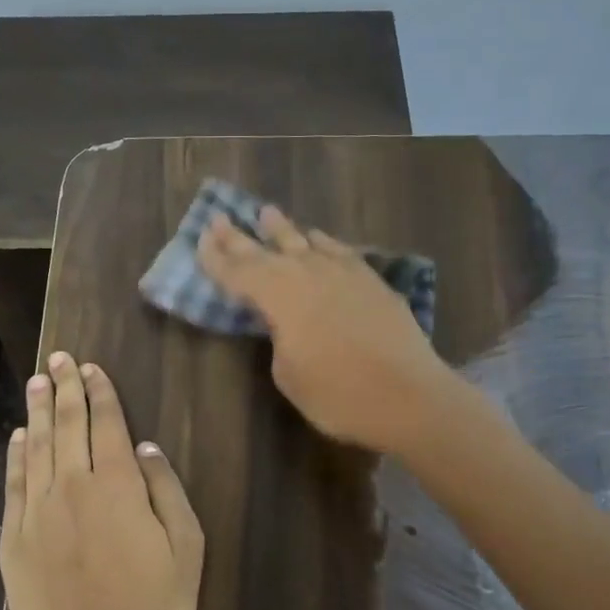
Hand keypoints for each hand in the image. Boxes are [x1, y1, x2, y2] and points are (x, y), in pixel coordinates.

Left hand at [0, 353, 203, 609]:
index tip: (90, 368)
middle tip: (58, 359)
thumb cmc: (152, 607)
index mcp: (117, 486)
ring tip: (36, 381)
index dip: (99, 393)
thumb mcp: (186, 549)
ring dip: (38, 411)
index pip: (106, 424)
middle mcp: (72, 486)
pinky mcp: (14, 539)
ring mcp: (38, 512)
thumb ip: (165, 492)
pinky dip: (16, 456)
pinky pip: (14, 485)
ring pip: (37, 447)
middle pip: (67, 425)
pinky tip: (18, 438)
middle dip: (64, 388)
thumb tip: (145, 449)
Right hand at [196, 204, 455, 455]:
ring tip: (266, 213)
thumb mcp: (289, 374)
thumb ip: (280, 337)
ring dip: (282, 230)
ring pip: (305, 242)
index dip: (216, 259)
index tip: (200, 240)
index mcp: (278, 296)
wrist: (409, 396)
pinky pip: (339, 251)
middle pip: (265, 250)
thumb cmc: (338, 395)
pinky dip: (323, 243)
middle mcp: (308, 273)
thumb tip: (286, 322)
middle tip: (218, 217)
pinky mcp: (372, 282)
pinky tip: (318, 239)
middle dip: (239, 236)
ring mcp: (343, 273)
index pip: (238, 272)